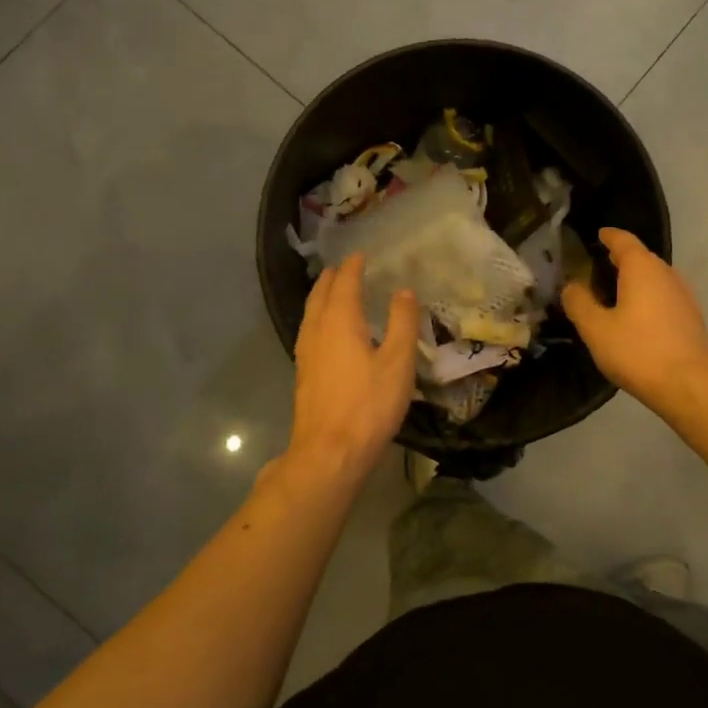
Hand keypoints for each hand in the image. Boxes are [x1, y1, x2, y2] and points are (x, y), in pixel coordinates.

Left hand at [286, 254, 417, 476]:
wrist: (329, 452)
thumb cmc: (368, 405)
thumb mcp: (397, 362)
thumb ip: (402, 323)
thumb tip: (404, 291)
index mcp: (339, 321)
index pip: (345, 283)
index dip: (354, 267)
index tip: (362, 254)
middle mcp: (317, 331)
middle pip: (321, 295)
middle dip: (333, 278)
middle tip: (346, 267)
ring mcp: (306, 353)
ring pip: (311, 313)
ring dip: (322, 296)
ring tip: (334, 291)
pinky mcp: (304, 373)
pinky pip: (309, 330)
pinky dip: (319, 317)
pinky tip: (327, 331)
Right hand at [562, 228, 707, 411]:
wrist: (691, 385)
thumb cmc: (638, 350)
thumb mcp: (596, 328)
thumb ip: (579, 303)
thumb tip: (571, 286)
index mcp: (642, 268)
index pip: (624, 240)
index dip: (609, 236)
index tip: (598, 235)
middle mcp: (666, 274)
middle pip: (641, 257)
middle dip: (621, 258)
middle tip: (598, 265)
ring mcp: (683, 295)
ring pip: (654, 278)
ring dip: (635, 279)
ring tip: (613, 291)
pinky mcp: (691, 317)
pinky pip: (663, 296)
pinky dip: (647, 297)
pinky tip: (636, 316)